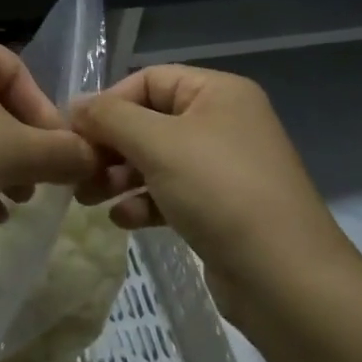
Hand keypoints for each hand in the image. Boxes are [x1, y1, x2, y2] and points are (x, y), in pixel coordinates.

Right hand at [70, 65, 356, 308]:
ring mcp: (225, 167)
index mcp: (218, 92)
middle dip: (111, 146)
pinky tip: (123, 220)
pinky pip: (172, 193)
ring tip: (89, 198)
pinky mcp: (222, 208)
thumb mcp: (158, 145)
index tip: (74, 133)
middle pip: (150, 121)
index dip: (108, 103)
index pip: (148, 80)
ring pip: (158, 159)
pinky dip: (145, 201)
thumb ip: (111, 118)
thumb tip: (75, 105)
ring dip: (120, 175)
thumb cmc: (220, 193)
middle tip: (78, 172)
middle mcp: (224, 122)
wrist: (287, 280)